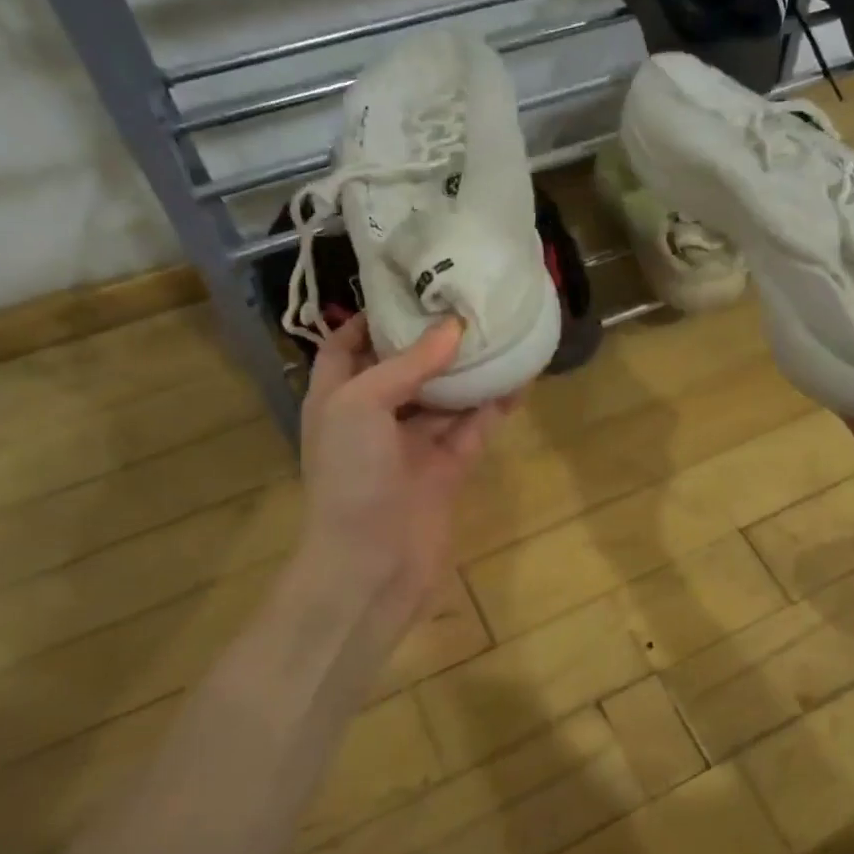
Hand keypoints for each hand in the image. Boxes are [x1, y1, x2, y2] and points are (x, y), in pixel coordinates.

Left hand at [297, 316, 506, 621]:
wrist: (370, 564)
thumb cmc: (349, 476)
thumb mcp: (360, 404)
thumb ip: (406, 365)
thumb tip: (451, 328)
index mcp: (336, 399)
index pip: (345, 346)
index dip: (369, 318)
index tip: (407, 289)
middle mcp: (372, 420)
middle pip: (403, 369)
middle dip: (430, 340)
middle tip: (466, 303)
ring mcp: (411, 447)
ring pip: (444, 399)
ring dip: (469, 371)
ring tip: (499, 333)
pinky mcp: (446, 470)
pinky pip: (472, 429)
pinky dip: (492, 407)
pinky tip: (517, 379)